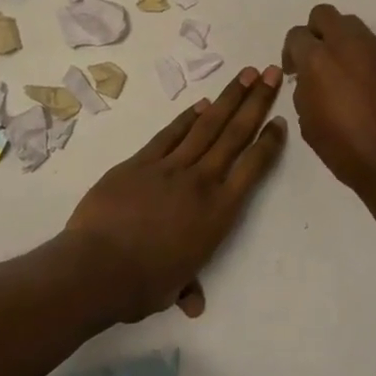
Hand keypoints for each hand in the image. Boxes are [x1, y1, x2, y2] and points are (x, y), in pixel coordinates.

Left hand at [65, 65, 286, 322]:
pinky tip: (202, 103)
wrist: (96, 268)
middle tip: (273, 73)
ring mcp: (170, 166)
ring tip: (247, 73)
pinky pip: (171, 133)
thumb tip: (194, 303)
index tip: (280, 120)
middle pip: (235, 133)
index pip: (252, 168)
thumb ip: (187, 286)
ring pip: (207, 125)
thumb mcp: (172, 289)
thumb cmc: (141, 286)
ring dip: (229, 97)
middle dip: (257, 101)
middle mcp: (201, 181)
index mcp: (217, 213)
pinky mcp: (141, 160)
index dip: (268, 143)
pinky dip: (188, 116)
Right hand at [282, 5, 375, 206]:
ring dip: (341, 39)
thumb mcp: (307, 122)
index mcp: (318, 59)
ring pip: (351, 24)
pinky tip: (365, 82)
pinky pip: (373, 45)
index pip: (297, 35)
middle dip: (315, 31)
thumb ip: (304, 88)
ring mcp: (375, 48)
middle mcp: (347, 44)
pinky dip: (363, 55)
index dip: (291, 52)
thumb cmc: (345, 148)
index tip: (294, 71)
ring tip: (342, 68)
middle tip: (316, 58)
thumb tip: (309, 76)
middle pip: (324, 14)